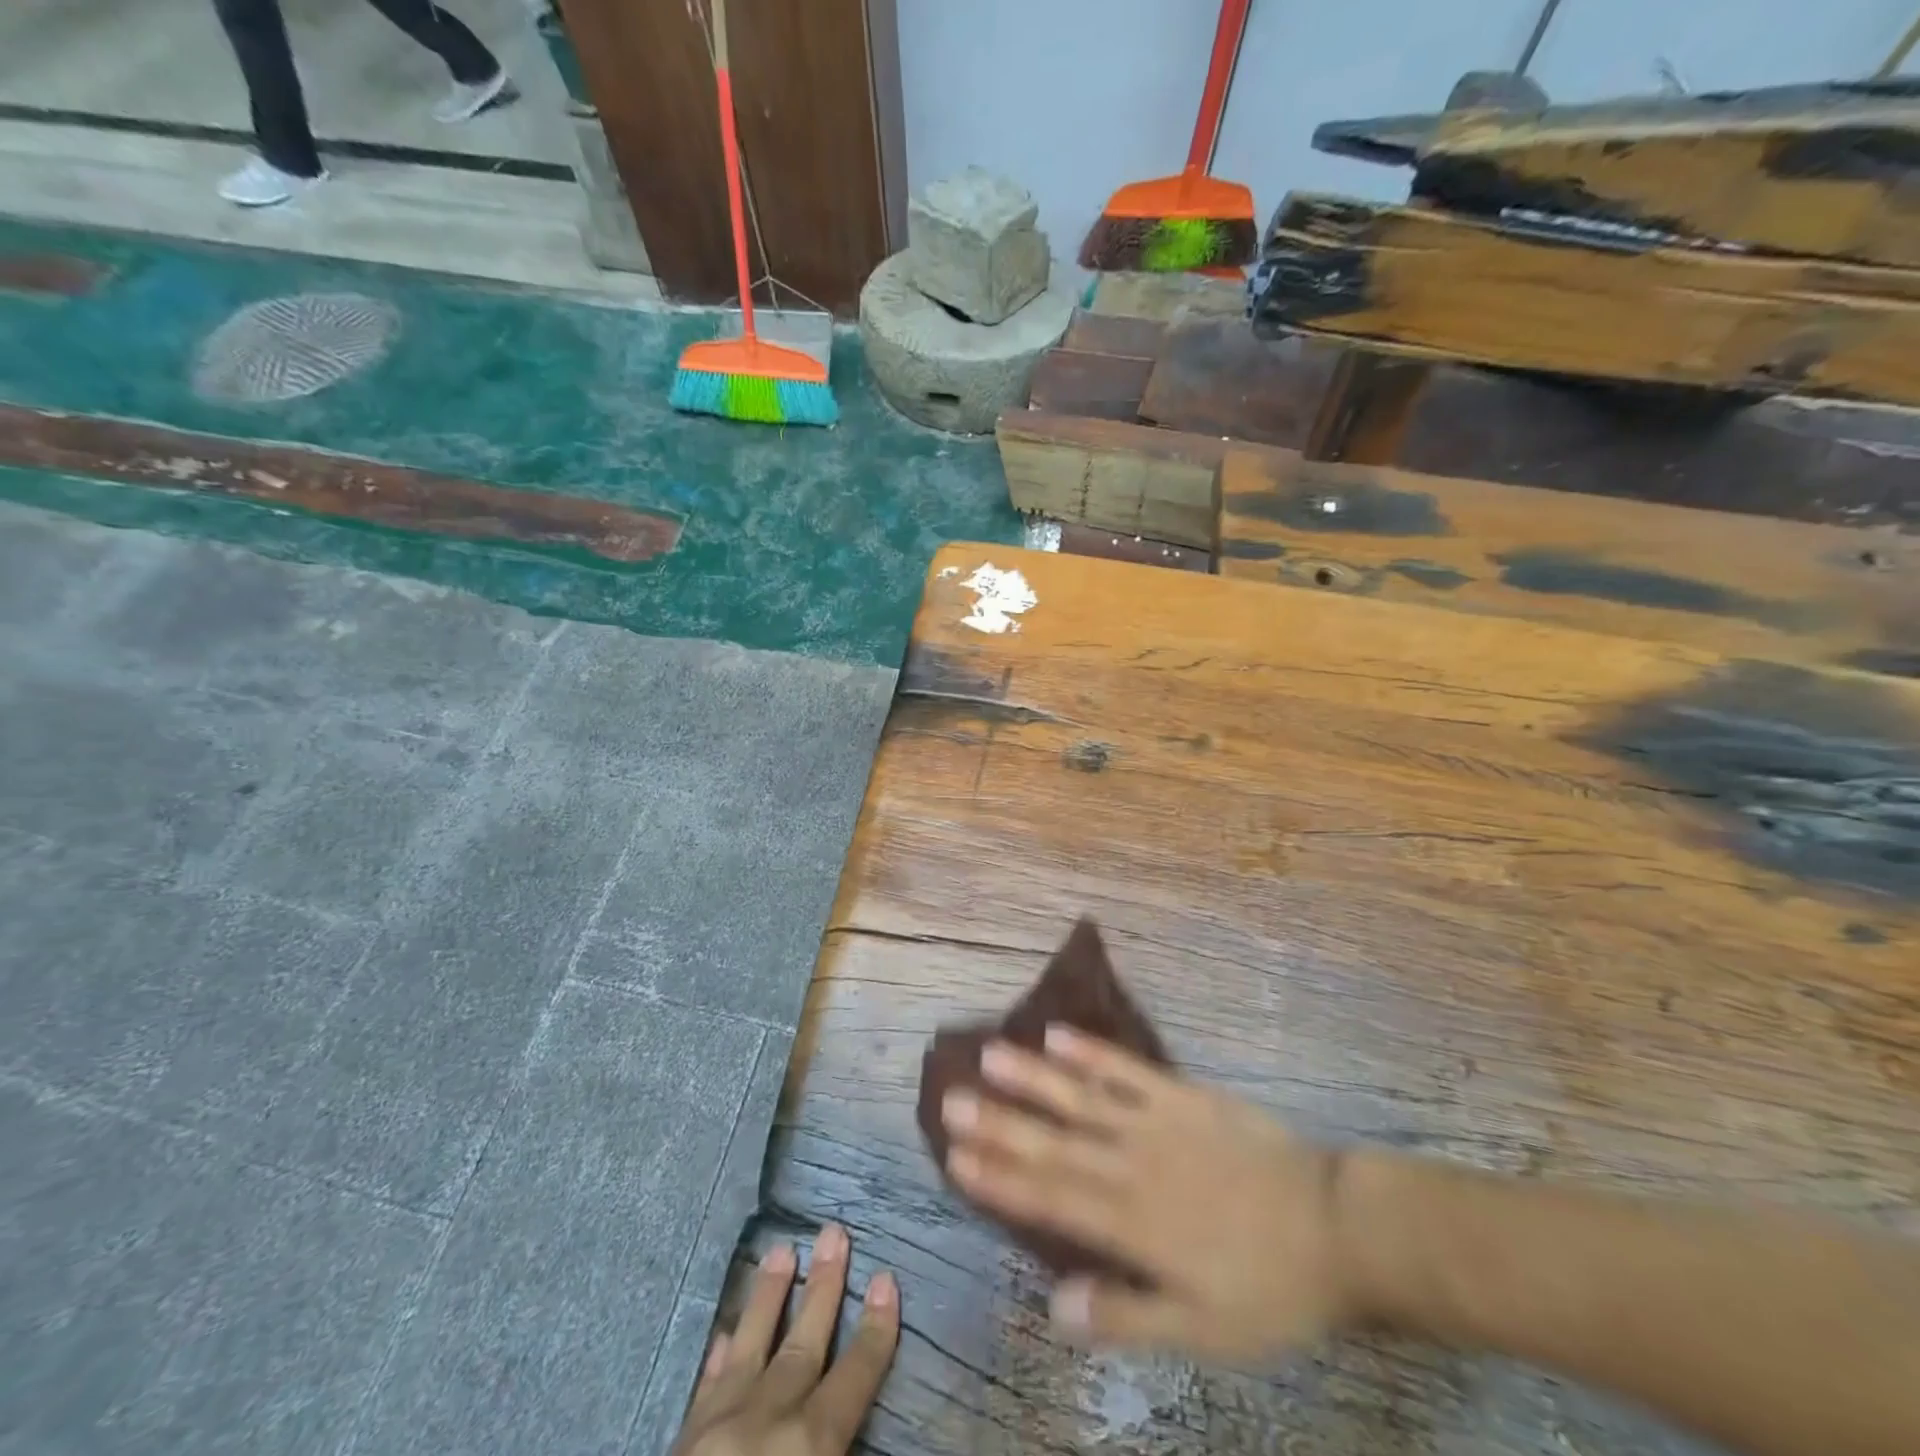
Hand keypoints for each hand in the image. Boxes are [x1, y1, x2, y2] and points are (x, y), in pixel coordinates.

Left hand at [671, 1224, 899, 1455]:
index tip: (887, 1278)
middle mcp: (767, 1420)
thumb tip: (859, 1425)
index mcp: (808, 1445)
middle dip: (824, 1287)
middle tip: (834, 1232)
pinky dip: (719, 1357)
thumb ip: (839, 1451)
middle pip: (803, 1343)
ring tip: (781, 1251)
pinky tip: (725, 1333)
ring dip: (768, 1298)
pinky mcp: (680, 1442)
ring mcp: (718, 1427)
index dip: (876, 1328)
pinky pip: (705, 1387)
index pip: (854, 1375)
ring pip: (750, 1347)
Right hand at [941, 1025, 1352, 1363]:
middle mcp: (1130, 1163)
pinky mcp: (1181, 1094)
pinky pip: (1127, 1069)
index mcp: (1131, 1221)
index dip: (998, 1176)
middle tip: (950, 1099)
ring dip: (1033, 1077)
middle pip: (1053, 1141)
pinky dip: (1091, 1051)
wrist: (1335, 1226)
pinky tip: (1057, 1033)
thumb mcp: (1202, 1330)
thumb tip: (1053, 1305)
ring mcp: (1155, 1121)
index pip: (1049, 1196)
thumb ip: (1125, 1315)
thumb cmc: (1267, 1285)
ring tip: (989, 1055)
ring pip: (1081, 1096)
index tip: (955, 1156)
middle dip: (998, 1122)